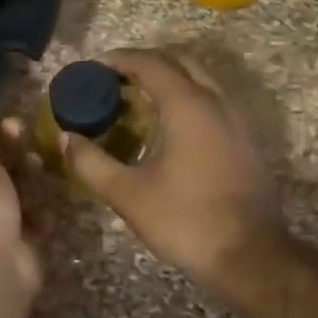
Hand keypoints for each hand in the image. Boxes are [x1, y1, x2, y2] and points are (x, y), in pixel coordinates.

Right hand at [56, 49, 283, 295]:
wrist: (251, 257)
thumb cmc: (186, 220)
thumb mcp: (128, 195)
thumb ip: (91, 163)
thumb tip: (66, 139)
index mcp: (188, 106)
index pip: (151, 64)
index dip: (120, 60)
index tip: (94, 68)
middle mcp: (216, 102)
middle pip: (180, 63)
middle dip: (146, 64)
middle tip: (115, 81)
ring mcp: (237, 121)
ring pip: (202, 81)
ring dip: (170, 80)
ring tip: (138, 101)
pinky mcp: (246, 142)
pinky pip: (213, 102)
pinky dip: (188, 99)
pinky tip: (170, 129)